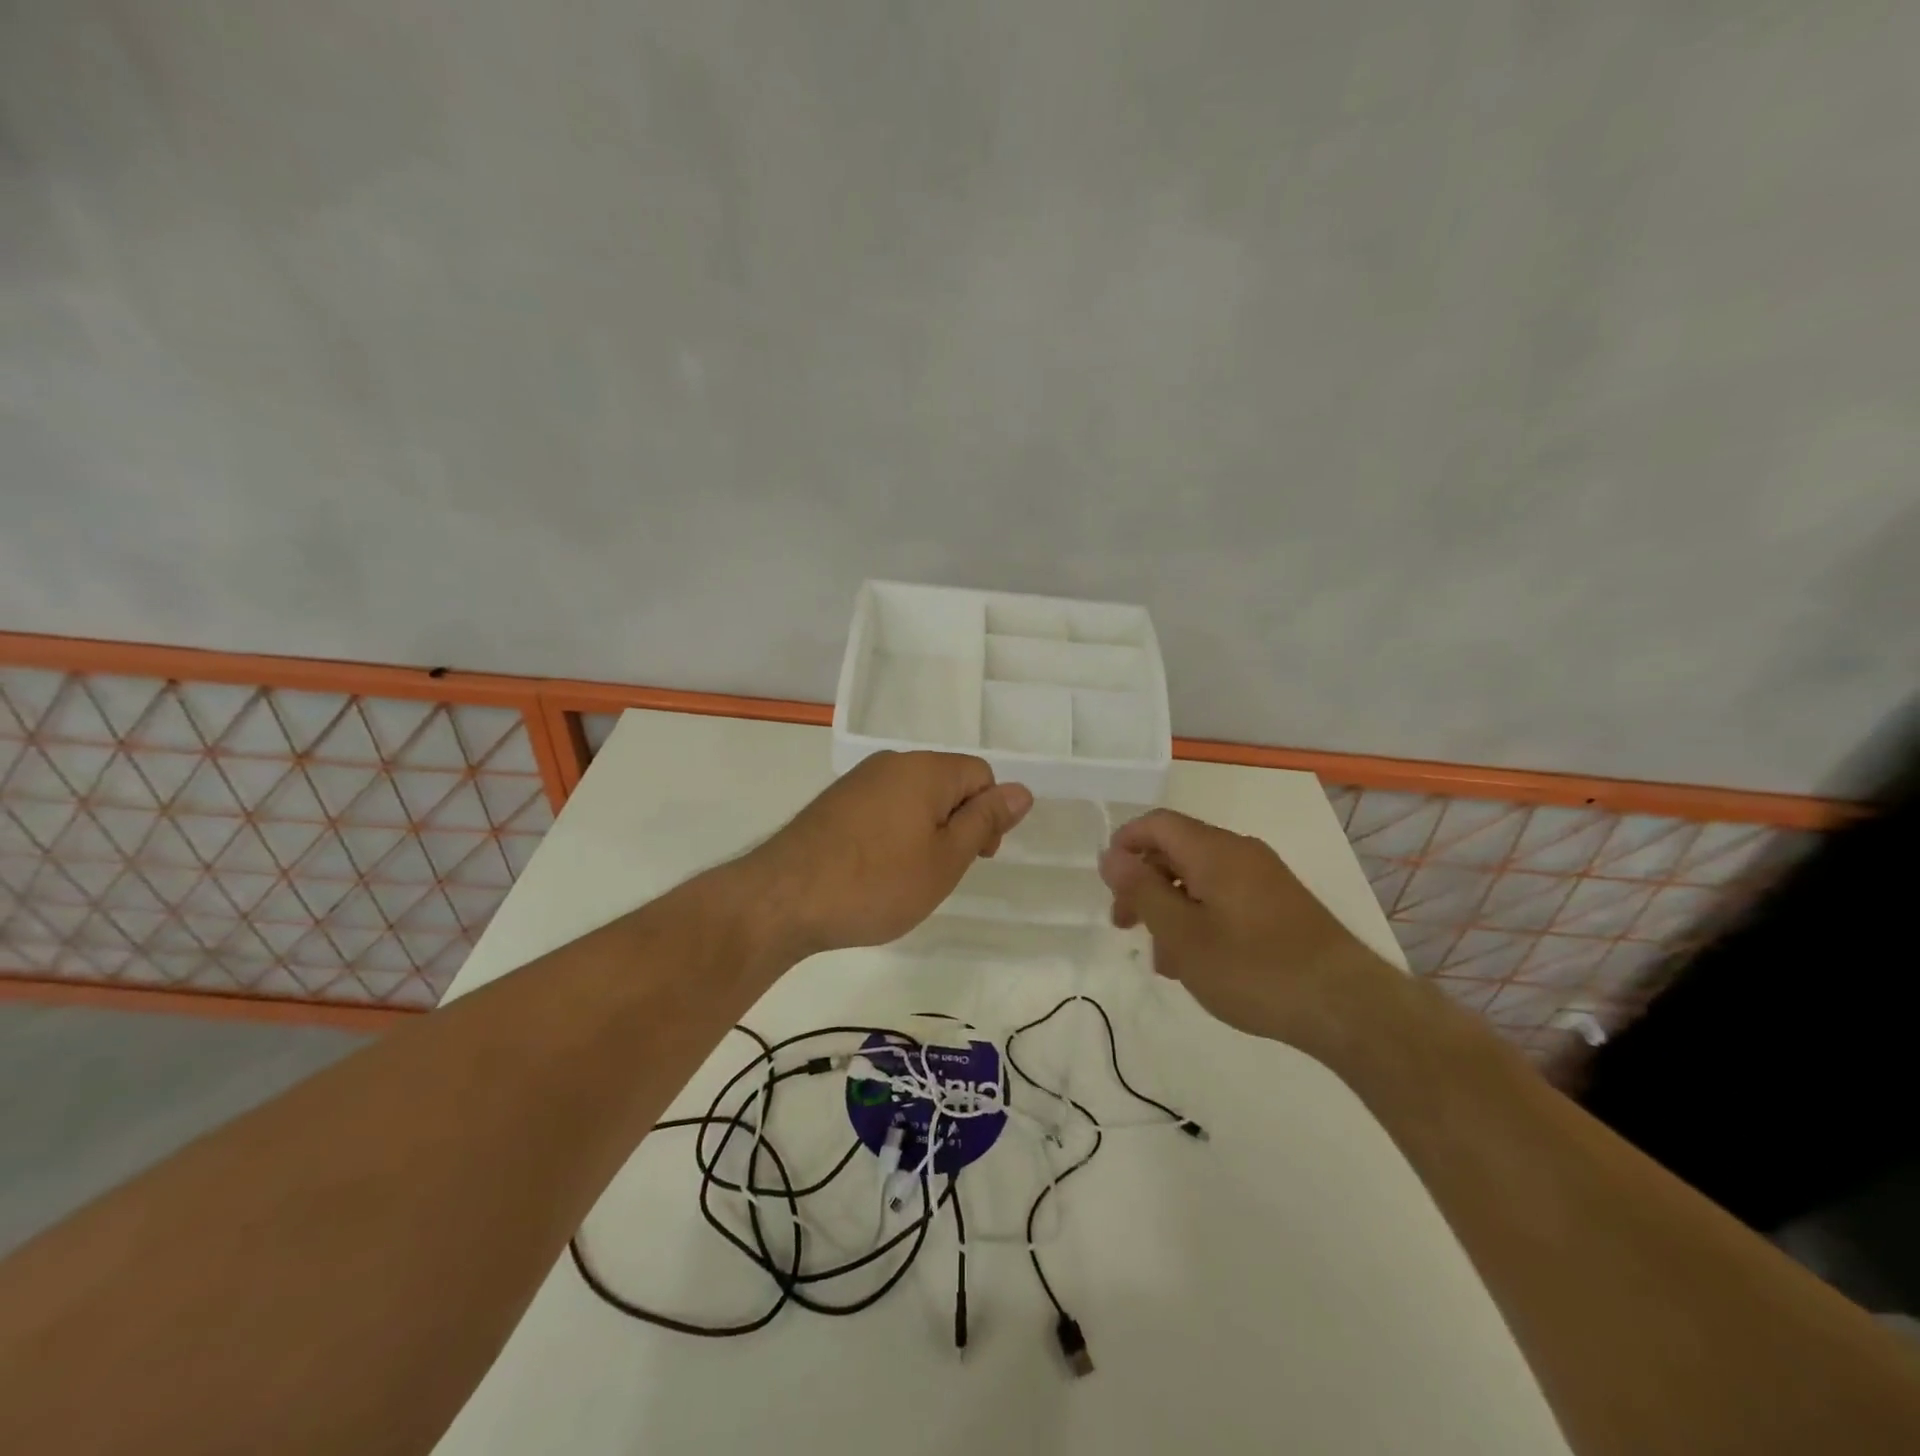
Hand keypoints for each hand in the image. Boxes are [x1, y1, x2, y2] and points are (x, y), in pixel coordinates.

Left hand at [745, 751, 1032, 957]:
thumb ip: (985, 821)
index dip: (989, 816)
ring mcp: (857, 781)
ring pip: (912, 799)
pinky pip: (881, 809)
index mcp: (926, 769)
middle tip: (939, 873)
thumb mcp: (945, 859)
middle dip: (955, 824)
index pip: (981, 775)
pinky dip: (891, 835)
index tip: (975, 859)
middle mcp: (891, 763)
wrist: (783, 898)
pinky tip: (874, 872)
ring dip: (923, 832)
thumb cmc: (877, 882)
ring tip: (905, 877)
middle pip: (946, 784)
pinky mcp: (833, 803)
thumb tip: (1022, 790)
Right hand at [1098, 809, 1399, 1054]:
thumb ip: (1142, 891)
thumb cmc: (1254, 969)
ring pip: (1200, 879)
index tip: (1108, 885)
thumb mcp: (1183, 935)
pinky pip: (1225, 898)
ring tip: (1165, 961)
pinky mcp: (1281, 905)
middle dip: (1144, 884)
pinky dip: (1200, 919)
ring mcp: (1265, 879)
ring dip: (1171, 909)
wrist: (1347, 1007)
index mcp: (1214, 850)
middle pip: (1177, 851)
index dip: (1125, 845)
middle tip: (1125, 926)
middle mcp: (1240, 853)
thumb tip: (1110, 856)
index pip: (1157, 824)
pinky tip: (1199, 963)